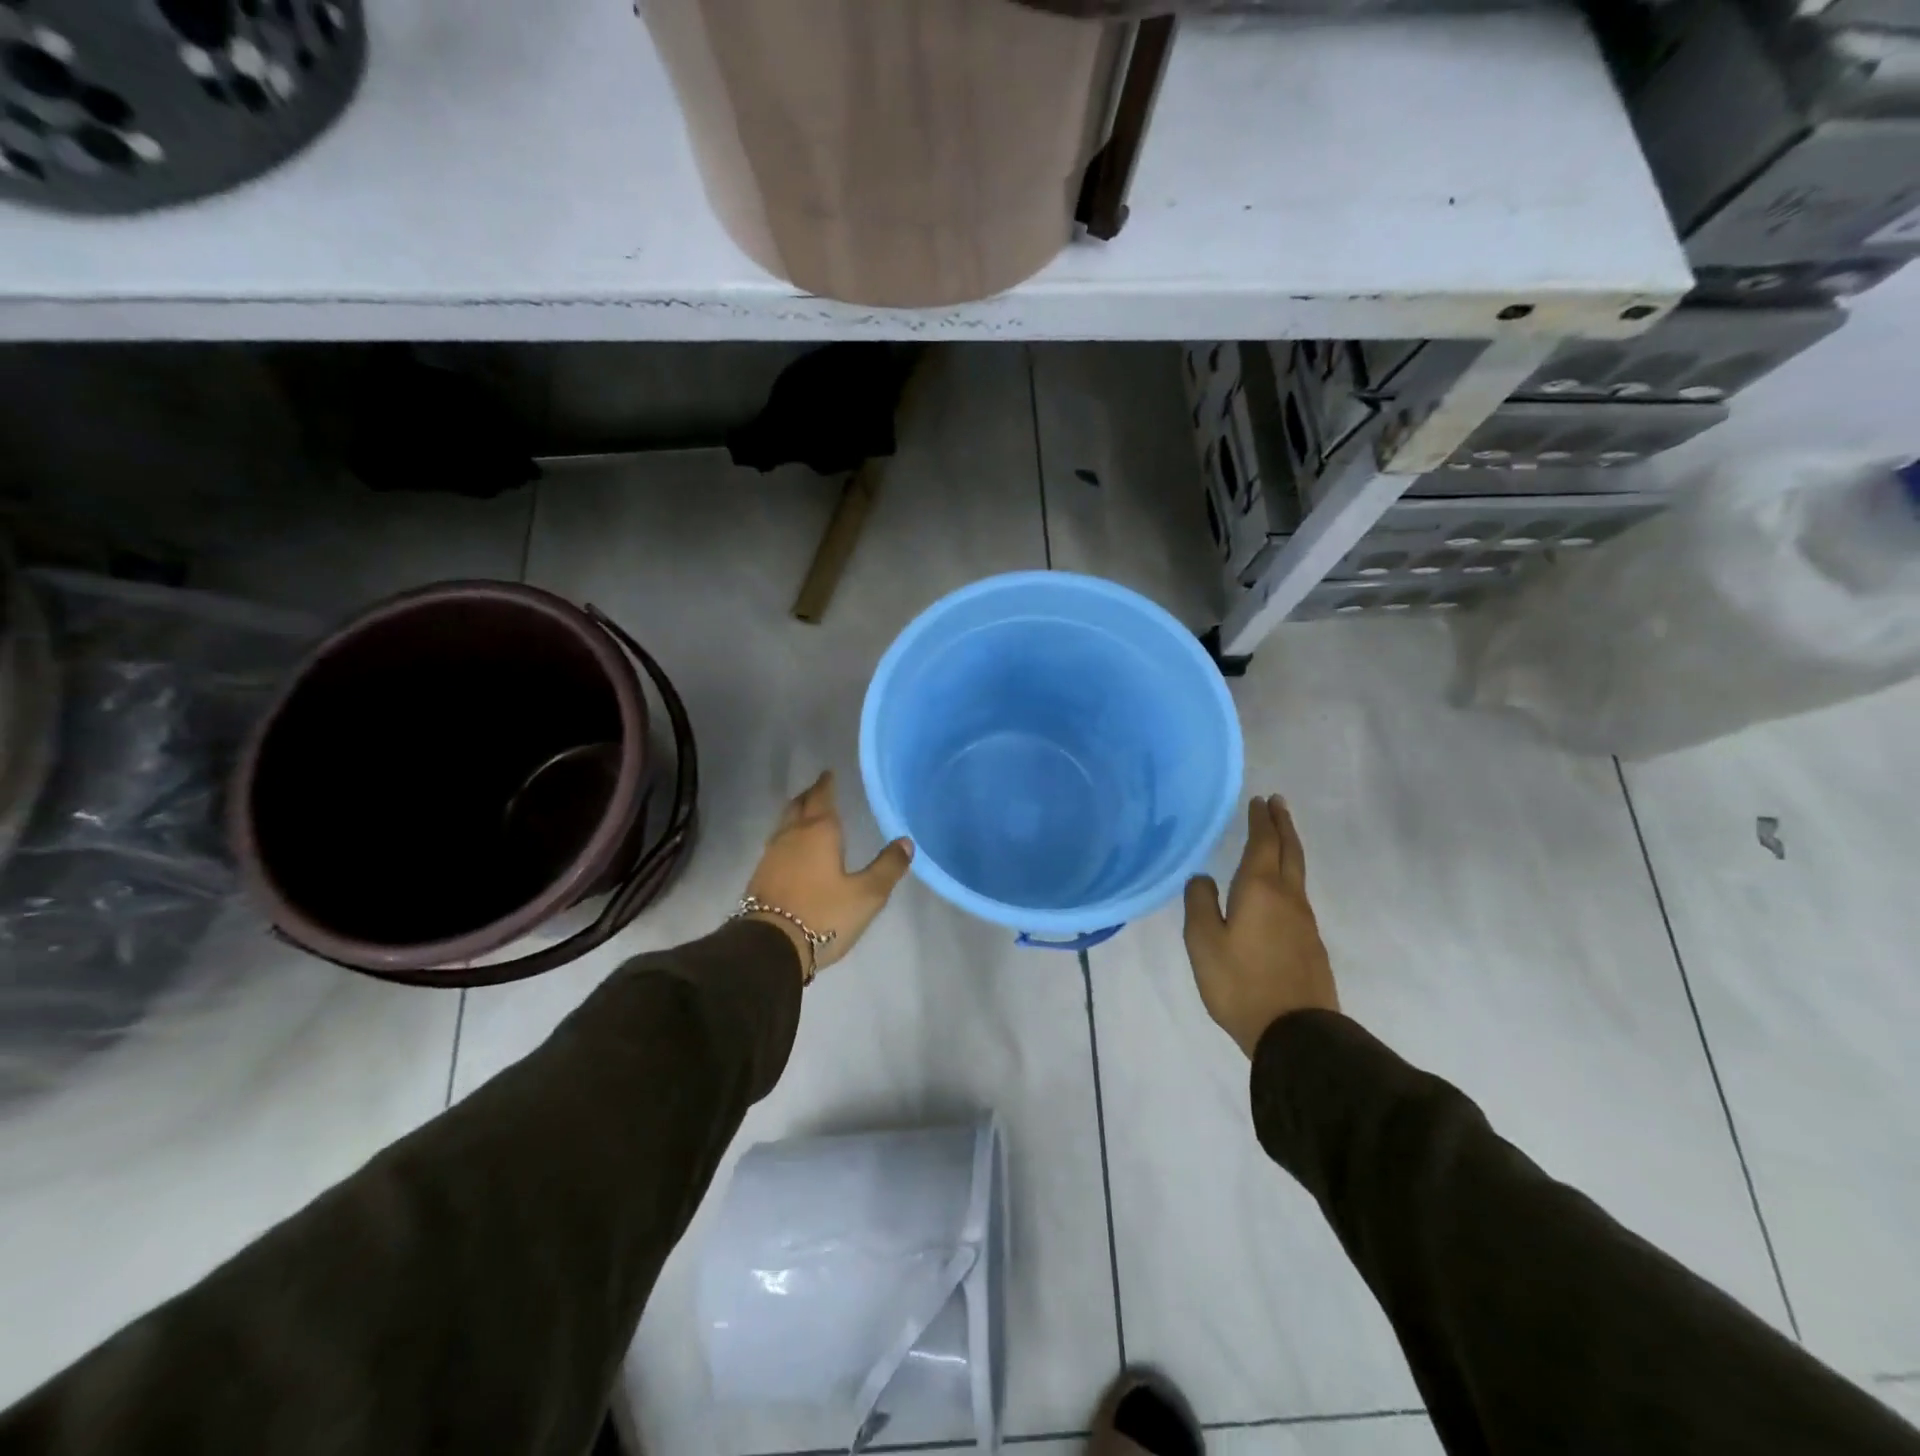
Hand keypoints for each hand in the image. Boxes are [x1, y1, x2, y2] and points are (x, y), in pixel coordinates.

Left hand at [743, 771, 912, 978]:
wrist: (769, 947)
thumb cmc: (823, 915)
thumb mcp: (867, 895)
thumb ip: (887, 867)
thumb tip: (906, 842)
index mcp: (819, 832)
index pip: (822, 798)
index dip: (827, 784)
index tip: (829, 773)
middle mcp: (792, 836)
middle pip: (799, 806)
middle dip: (810, 795)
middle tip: (819, 789)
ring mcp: (771, 856)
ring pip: (784, 824)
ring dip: (796, 815)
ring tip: (807, 815)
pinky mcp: (760, 877)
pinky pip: (777, 844)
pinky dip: (788, 837)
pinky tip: (793, 850)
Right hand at [1183, 795, 1338, 1056]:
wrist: (1297, 1033)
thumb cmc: (1240, 983)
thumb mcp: (1203, 943)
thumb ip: (1200, 904)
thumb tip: (1203, 878)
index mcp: (1260, 890)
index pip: (1263, 843)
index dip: (1260, 820)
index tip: (1260, 800)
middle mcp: (1288, 898)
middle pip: (1289, 851)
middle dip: (1282, 825)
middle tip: (1277, 803)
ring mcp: (1304, 922)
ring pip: (1297, 873)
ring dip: (1288, 848)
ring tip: (1279, 837)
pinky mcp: (1311, 944)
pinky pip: (1298, 896)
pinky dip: (1289, 876)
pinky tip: (1279, 888)